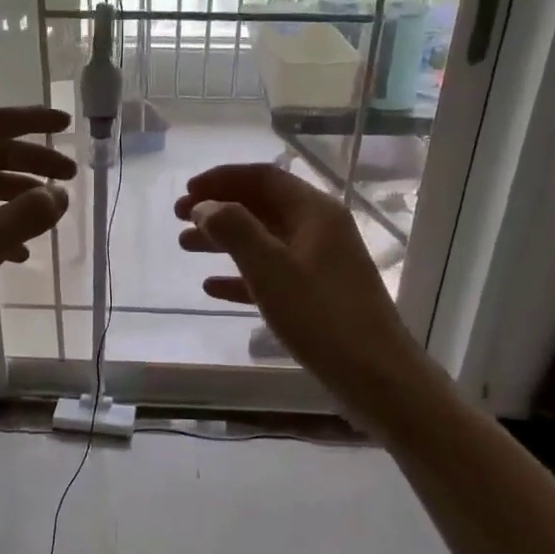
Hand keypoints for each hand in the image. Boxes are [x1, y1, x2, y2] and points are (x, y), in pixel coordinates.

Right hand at [175, 163, 429, 400]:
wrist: (375, 376)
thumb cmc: (320, 315)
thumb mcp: (270, 268)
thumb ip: (233, 230)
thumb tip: (205, 206)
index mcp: (314, 211)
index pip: (263, 177)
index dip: (222, 179)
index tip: (186, 192)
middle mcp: (320, 229)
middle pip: (262, 205)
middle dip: (219, 208)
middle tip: (178, 219)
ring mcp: (321, 262)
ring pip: (264, 239)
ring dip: (224, 240)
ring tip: (185, 246)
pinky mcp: (317, 294)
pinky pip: (272, 273)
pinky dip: (241, 275)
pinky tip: (212, 287)